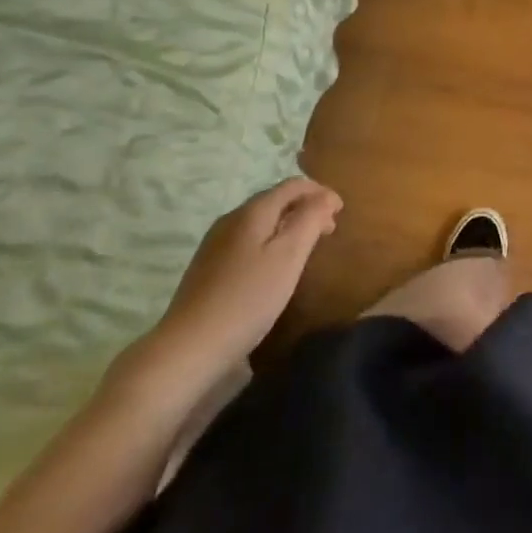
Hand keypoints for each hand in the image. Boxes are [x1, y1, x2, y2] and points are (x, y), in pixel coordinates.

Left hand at [116, 178, 340, 403]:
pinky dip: (271, 241)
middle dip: (306, 208)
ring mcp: (216, 242)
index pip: (292, 186)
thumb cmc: (248, 298)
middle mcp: (231, 218)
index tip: (341, 211)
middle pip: (275, 200)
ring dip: (289, 225)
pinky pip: (248, 240)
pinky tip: (275, 266)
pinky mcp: (208, 266)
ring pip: (261, 221)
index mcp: (252, 212)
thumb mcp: (288, 256)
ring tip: (307, 248)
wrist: (189, 347)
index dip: (320, 192)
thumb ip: (309, 220)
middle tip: (329, 231)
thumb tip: (325, 196)